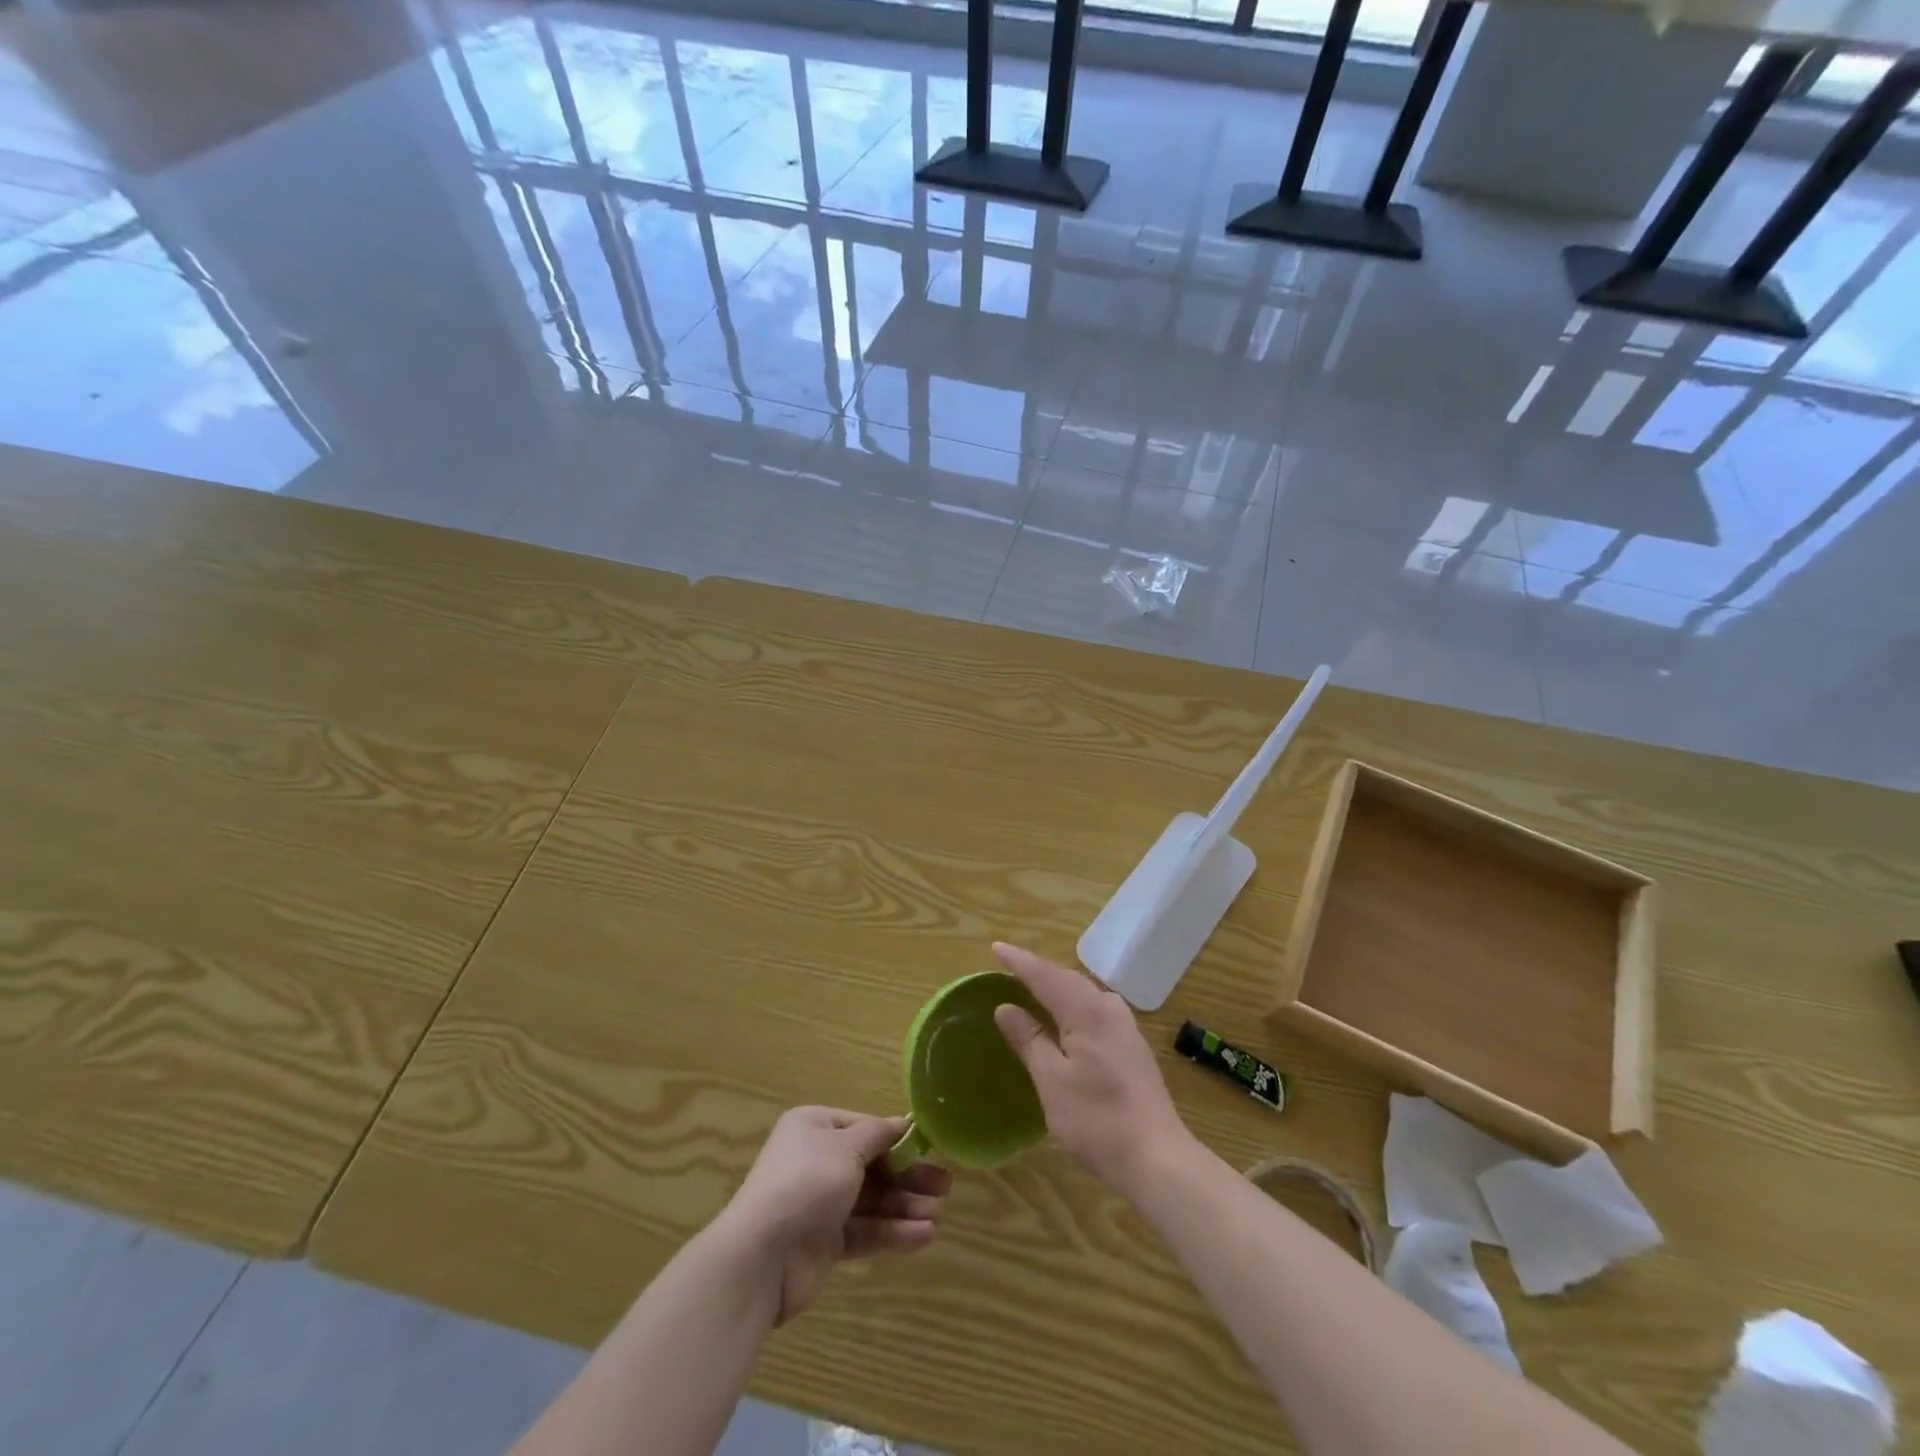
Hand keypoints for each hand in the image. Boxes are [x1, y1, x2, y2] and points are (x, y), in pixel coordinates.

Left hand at [720, 1106, 952, 1325]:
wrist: (760, 1258)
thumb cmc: (806, 1183)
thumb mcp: (847, 1146)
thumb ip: (879, 1135)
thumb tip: (903, 1123)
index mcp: (815, 1127)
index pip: (864, 1127)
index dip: (897, 1138)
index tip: (930, 1147)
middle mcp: (817, 1161)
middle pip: (872, 1165)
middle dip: (908, 1175)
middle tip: (945, 1185)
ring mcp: (820, 1204)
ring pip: (872, 1200)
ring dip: (905, 1206)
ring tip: (938, 1214)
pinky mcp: (825, 1243)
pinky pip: (865, 1231)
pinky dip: (892, 1232)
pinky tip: (923, 1236)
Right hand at [990, 942, 1194, 1197]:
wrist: (1157, 1158)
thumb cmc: (1096, 1119)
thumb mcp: (1051, 1080)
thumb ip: (1029, 1039)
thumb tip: (1006, 1008)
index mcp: (1086, 1011)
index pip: (1045, 975)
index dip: (1019, 962)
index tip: (996, 947)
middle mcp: (1109, 1009)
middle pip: (1068, 979)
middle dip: (1039, 971)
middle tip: (1010, 967)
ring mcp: (1126, 1027)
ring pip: (1085, 993)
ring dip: (1058, 986)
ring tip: (1035, 988)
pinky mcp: (1133, 1047)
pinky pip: (1096, 1009)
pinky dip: (1074, 1004)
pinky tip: (1068, 1018)